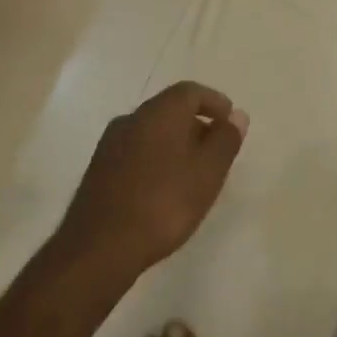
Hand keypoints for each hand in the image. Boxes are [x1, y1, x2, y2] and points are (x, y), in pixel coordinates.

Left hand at [56, 82, 248, 278]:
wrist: (100, 245)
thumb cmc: (163, 204)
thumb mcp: (207, 174)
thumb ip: (225, 141)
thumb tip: (237, 115)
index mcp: (158, 113)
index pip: (190, 91)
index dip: (214, 102)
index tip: (231, 123)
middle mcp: (131, 118)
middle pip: (169, 109)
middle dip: (197, 123)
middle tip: (217, 151)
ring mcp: (111, 143)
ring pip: (152, 130)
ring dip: (176, 142)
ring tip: (194, 173)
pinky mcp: (100, 167)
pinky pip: (137, 149)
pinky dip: (157, 157)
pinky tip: (165, 187)